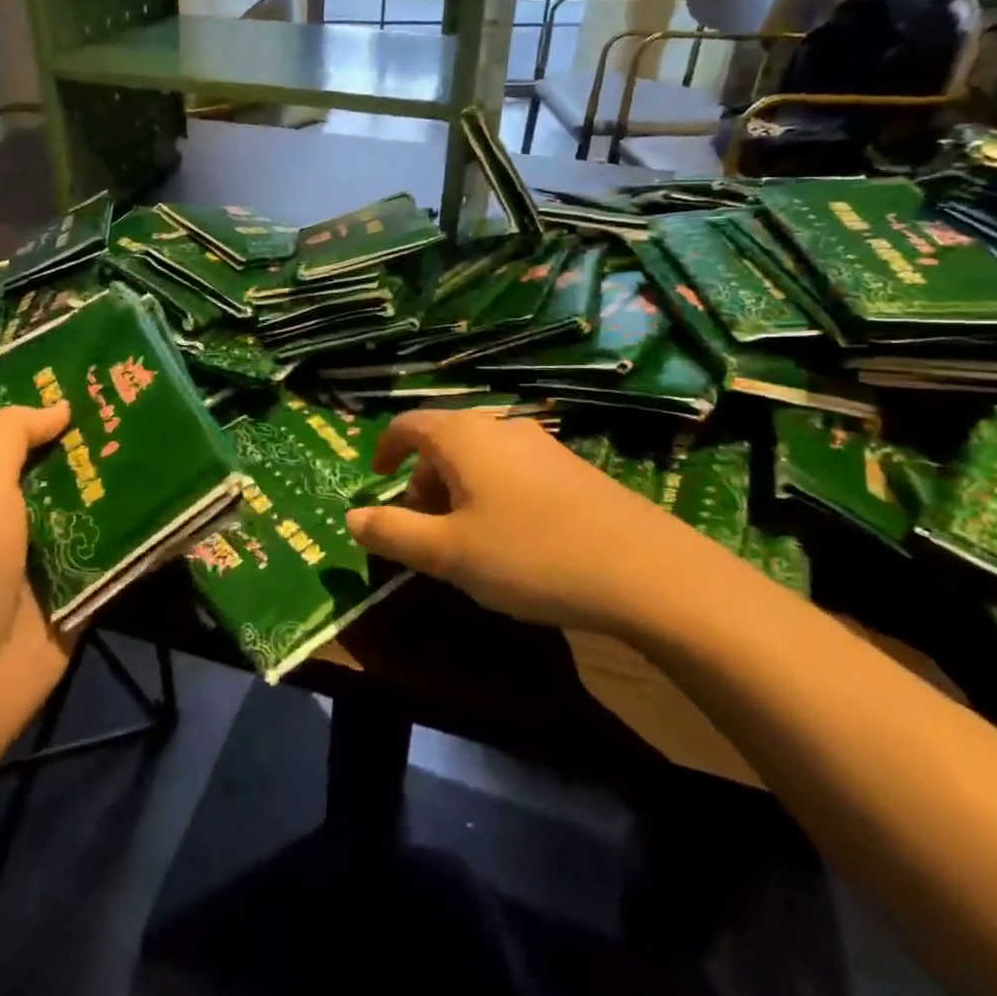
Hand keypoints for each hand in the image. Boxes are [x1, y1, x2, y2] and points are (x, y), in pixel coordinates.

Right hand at [345, 410, 725, 637]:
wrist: (645, 570)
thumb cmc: (530, 555)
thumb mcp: (448, 553)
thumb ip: (392, 533)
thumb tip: (351, 517)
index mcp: (462, 437)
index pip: (407, 425)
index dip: (384, 449)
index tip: (375, 479)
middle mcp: (498, 427)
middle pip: (443, 443)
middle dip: (421, 482)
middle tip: (419, 530)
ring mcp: (540, 444)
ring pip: (479, 458)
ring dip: (457, 491)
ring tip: (463, 541)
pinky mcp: (571, 468)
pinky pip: (512, 470)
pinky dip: (492, 494)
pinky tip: (511, 540)